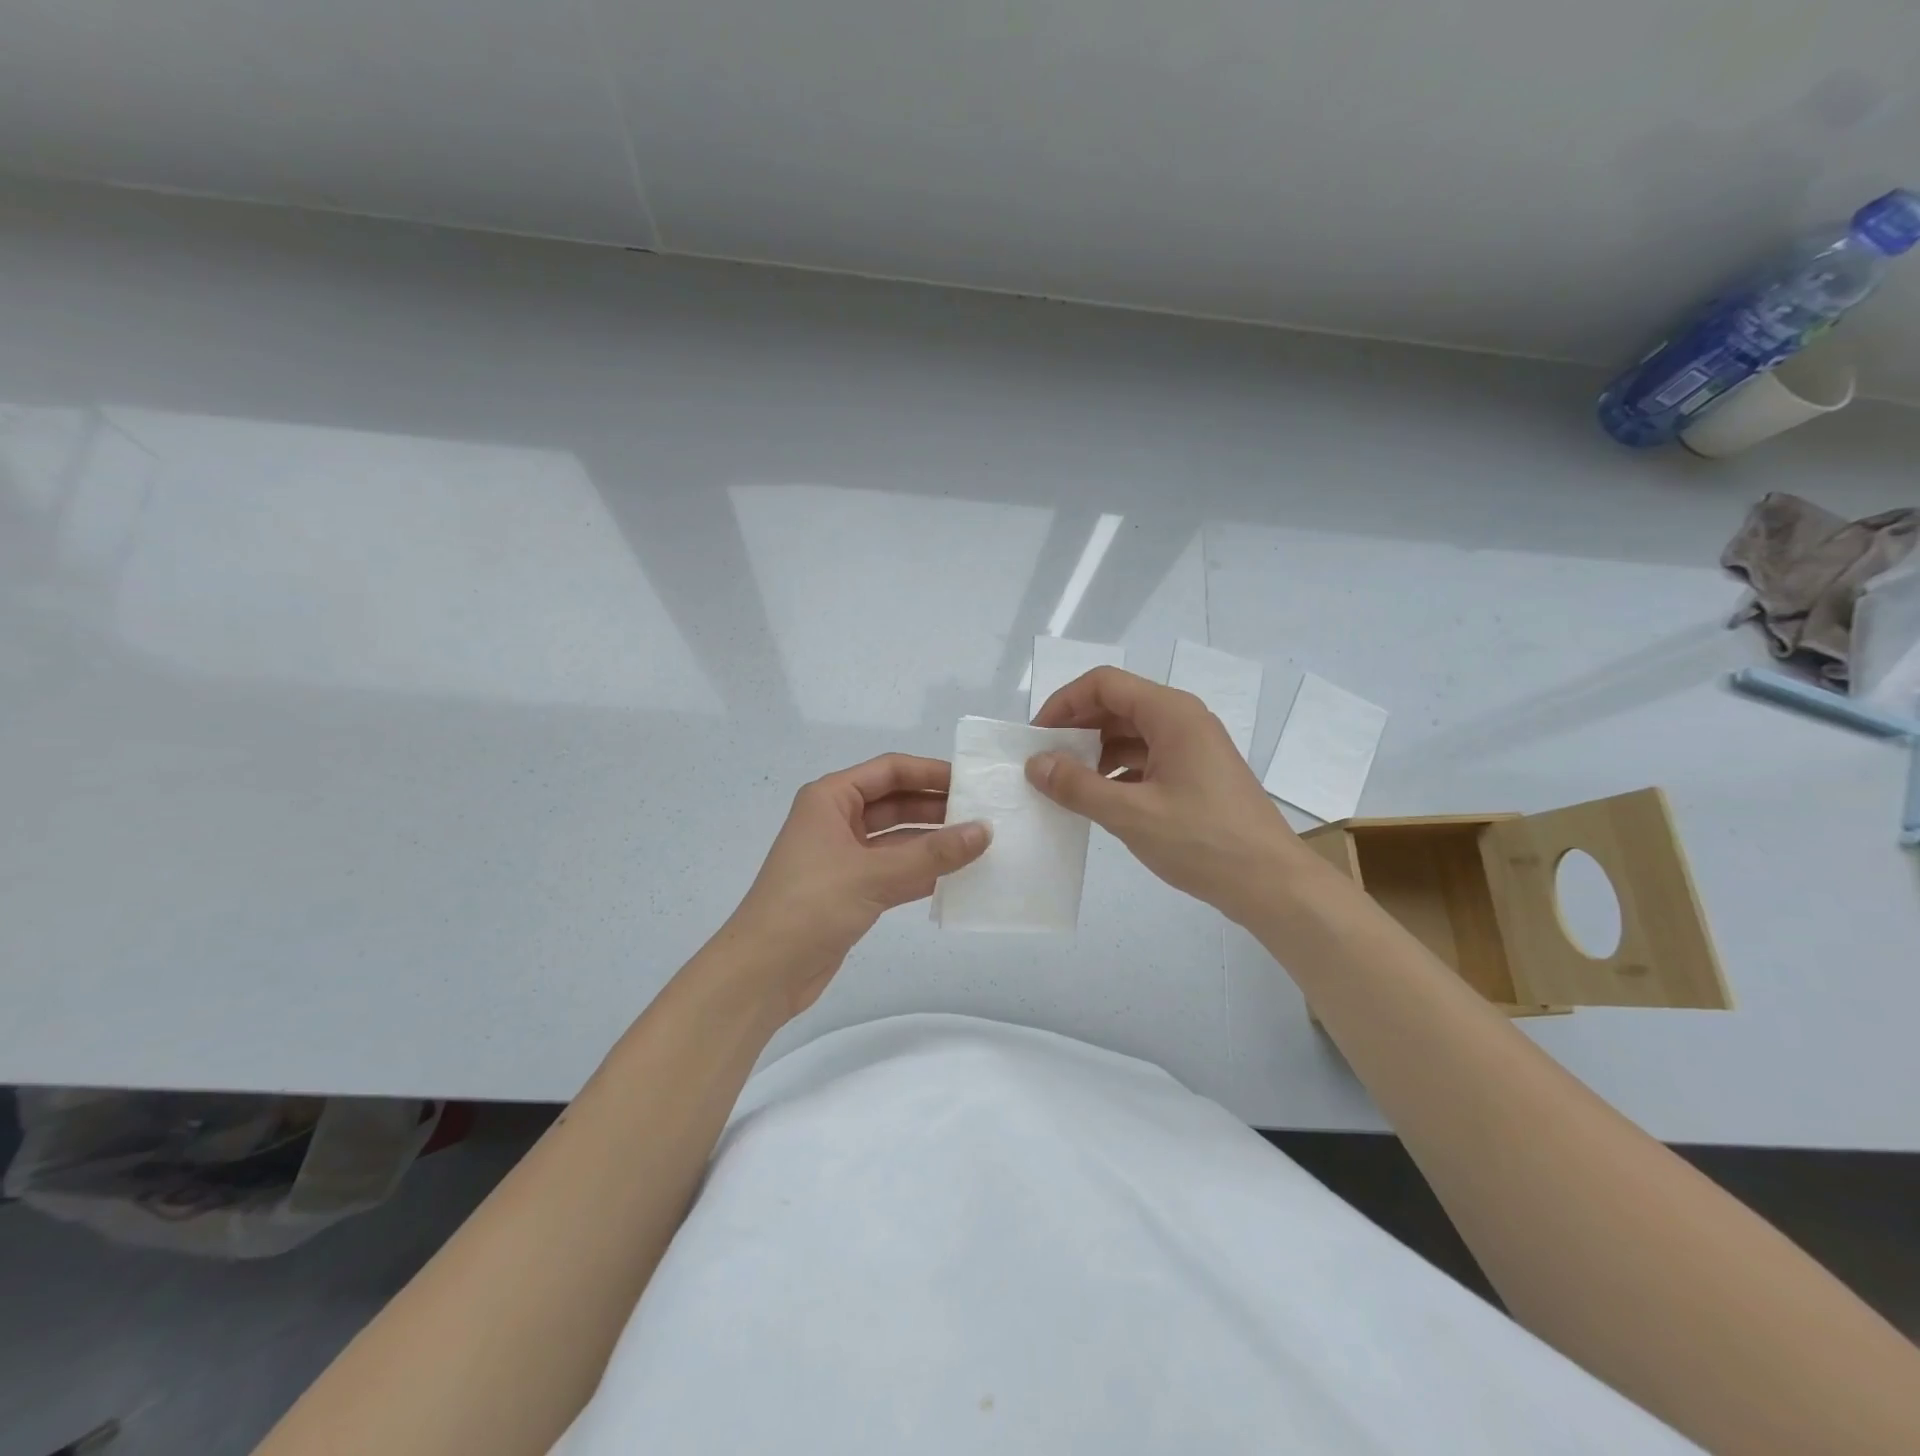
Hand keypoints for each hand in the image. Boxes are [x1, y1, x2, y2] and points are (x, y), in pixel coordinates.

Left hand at [728, 754, 989, 1015]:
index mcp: (830, 798)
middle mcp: (837, 820)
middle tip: (985, 813)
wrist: (763, 972)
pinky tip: (959, 876)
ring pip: (898, 839)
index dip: (931, 772)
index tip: (972, 781)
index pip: (890, 771)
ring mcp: (844, 856)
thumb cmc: (810, 905)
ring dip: (934, 842)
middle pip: (895, 802)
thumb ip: (932, 853)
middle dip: (937, 807)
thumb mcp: (873, 874)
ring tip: (982, 844)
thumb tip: (986, 830)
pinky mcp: (852, 890)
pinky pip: (895, 870)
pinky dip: (923, 871)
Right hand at [1028, 667, 1313, 924]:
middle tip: (1043, 761)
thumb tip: (1036, 763)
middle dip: (1076, 728)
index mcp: (1171, 714)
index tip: (1036, 737)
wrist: (1272, 884)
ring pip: (1130, 733)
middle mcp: (1183, 720)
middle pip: (1117, 705)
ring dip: (1093, 751)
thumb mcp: (1131, 814)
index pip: (1104, 684)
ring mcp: (1192, 747)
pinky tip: (1098, 798)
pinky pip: (1146, 758)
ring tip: (1064, 783)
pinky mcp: (1196, 774)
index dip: (1064, 703)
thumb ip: (1077, 786)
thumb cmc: (1203, 841)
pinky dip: (1116, 771)